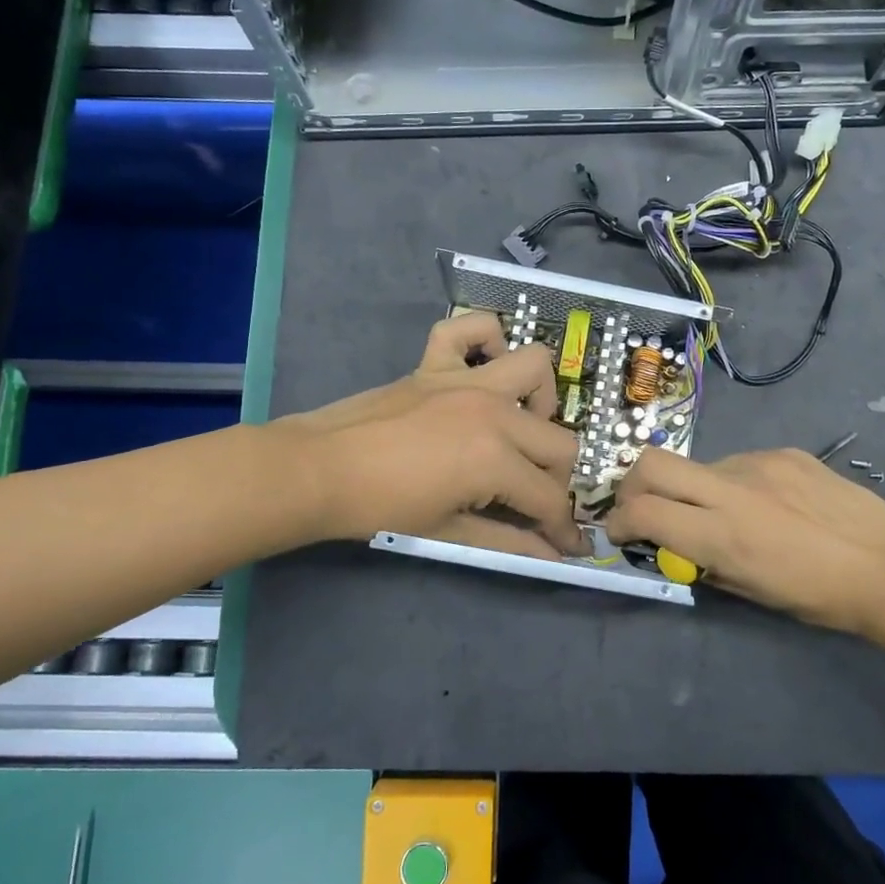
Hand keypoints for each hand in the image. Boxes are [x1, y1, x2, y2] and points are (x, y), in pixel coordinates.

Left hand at [284, 313, 583, 558]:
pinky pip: (470, 329)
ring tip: (517, 428)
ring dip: (540, 400)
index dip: (563, 527)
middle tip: (530, 498)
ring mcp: (466, 380)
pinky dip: (484, 340)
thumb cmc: (379, 509)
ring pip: (536, 368)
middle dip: (556, 479)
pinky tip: (480, 370)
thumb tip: (554, 555)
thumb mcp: (448, 531)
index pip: (550, 496)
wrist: (318, 471)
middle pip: (559, 441)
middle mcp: (494, 411)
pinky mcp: (436, 362)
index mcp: (495, 459)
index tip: (566, 544)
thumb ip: (509, 542)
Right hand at [605, 447, 884, 631]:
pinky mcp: (785, 452)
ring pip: (699, 465)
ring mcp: (759, 463)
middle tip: (643, 507)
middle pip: (652, 464)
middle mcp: (731, 490)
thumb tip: (677, 546)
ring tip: (726, 513)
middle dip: (633, 485)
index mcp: (722, 535)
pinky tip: (768, 504)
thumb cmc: (818, 597)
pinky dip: (735, 483)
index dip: (619, 522)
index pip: (644, 512)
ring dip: (693, 488)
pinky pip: (741, 462)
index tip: (620, 533)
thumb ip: (705, 563)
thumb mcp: (751, 592)